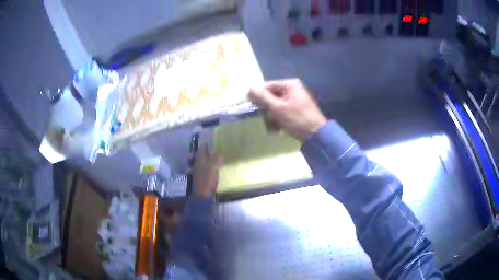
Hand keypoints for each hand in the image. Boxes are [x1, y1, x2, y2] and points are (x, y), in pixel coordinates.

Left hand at [192, 144, 223, 197]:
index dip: (207, 143)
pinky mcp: (200, 176)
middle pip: (202, 154)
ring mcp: (198, 170)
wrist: (202, 194)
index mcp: (200, 158)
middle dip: (208, 150)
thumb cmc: (208, 178)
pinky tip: (214, 168)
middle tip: (216, 148)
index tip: (212, 140)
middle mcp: (197, 162)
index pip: (202, 147)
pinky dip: (209, 165)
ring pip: (203, 161)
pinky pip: (205, 167)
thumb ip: (217, 158)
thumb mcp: (214, 167)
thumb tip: (220, 151)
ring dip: (209, 158)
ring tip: (216, 157)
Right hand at [250, 79, 326, 141]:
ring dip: (271, 117)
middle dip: (267, 110)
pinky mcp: (297, 110)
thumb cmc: (296, 119)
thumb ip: (262, 97)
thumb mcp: (277, 108)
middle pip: (271, 96)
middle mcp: (293, 89)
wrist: (316, 135)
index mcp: (289, 85)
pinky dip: (278, 120)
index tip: (252, 107)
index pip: (267, 86)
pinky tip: (278, 130)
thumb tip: (250, 88)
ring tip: (272, 129)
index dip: (258, 96)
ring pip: (276, 106)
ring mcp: (296, 99)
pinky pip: (283, 111)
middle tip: (265, 120)